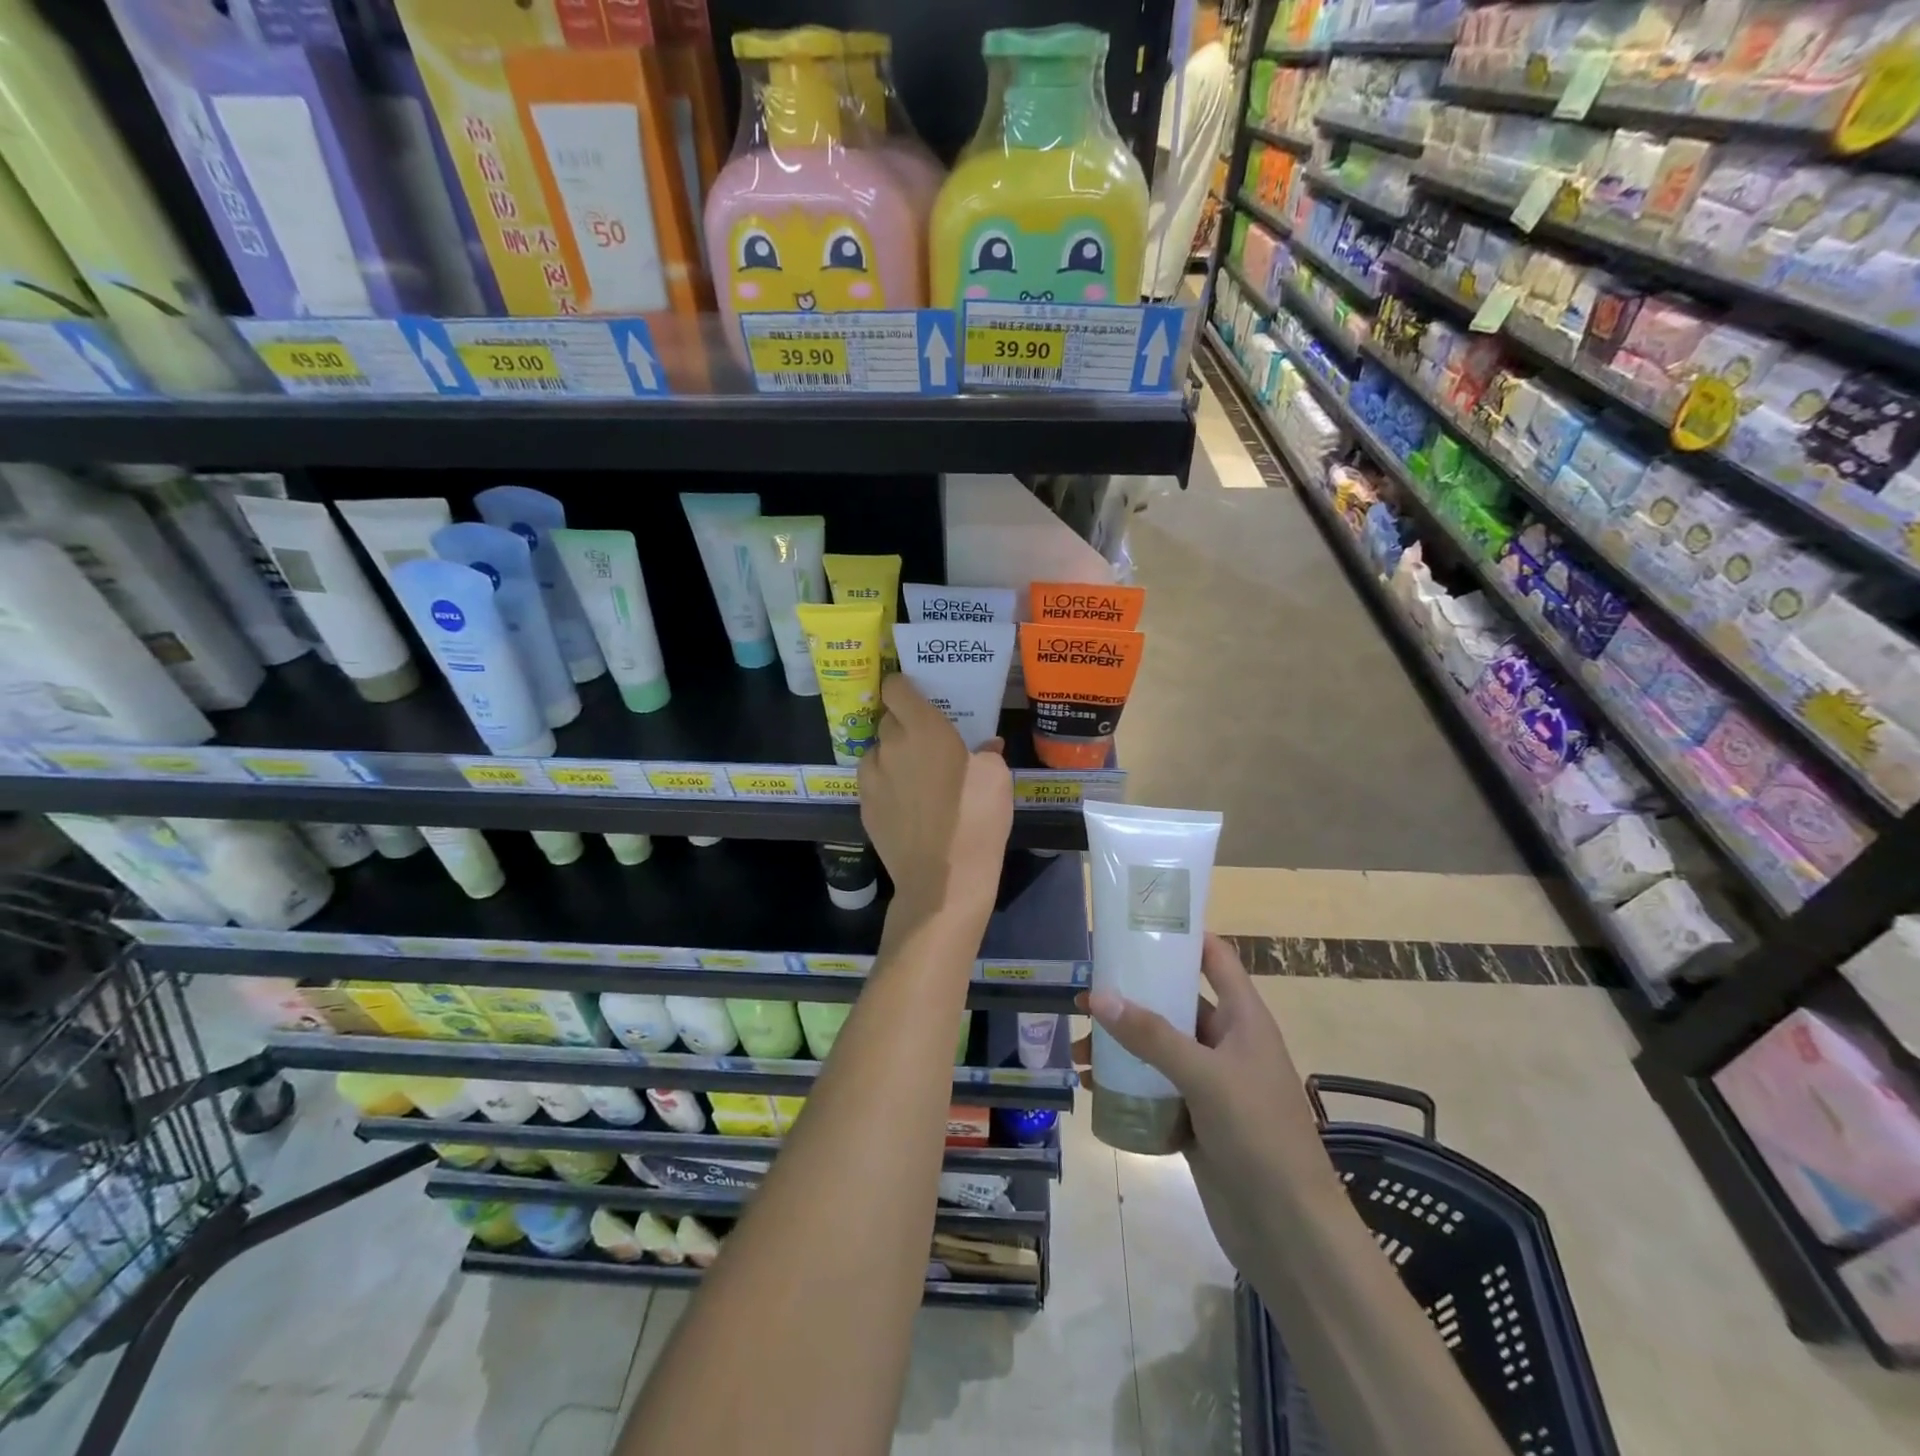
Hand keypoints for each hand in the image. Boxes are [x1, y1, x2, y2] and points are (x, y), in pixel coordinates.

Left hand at [859, 674, 1011, 922]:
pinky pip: (873, 781)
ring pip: (877, 751)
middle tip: (928, 742)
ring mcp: (871, 778)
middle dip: (905, 725)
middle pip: (888, 720)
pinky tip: (906, 804)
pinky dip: (886, 783)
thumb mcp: (997, 780)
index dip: (905, 687)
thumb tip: (984, 747)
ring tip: (915, 776)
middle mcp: (890, 746)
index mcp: (923, 729)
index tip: (918, 696)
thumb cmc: (976, 821)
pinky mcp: (863, 807)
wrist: (943, 881)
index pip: (896, 688)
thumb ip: (986, 753)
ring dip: (892, 755)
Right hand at [1075, 935, 1341, 1273]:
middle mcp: (1227, 1043)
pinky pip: (1156, 1088)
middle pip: (1176, 1003)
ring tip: (1078, 1053)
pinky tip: (1094, 1089)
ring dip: (1122, 1046)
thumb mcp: (1204, 1076)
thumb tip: (1098, 996)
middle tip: (1086, 997)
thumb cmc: (1259, 1135)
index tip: (1136, 923)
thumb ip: (1151, 1035)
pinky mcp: (1197, 1120)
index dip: (1182, 936)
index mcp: (1243, 1019)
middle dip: (1132, 998)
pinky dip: (1127, 1084)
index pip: (1215, 958)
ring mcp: (1212, 1083)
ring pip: (1160, 1048)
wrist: (1289, 1232)